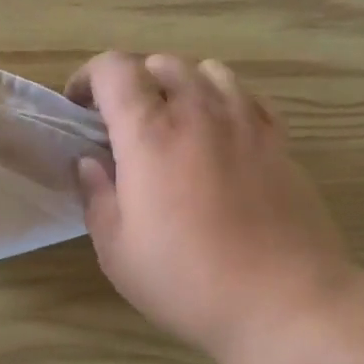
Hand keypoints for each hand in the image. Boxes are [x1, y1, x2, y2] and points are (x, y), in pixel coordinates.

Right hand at [67, 52, 355, 363]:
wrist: (284, 301)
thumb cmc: (188, 282)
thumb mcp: (118, 252)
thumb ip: (98, 197)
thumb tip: (90, 162)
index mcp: (150, 135)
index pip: (115, 69)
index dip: (89, 76)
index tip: (79, 107)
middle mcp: (199, 113)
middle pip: (162, 63)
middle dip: (133, 82)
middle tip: (123, 121)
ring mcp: (246, 123)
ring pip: (209, 72)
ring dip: (181, 85)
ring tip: (174, 122)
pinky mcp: (280, 142)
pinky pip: (247, 96)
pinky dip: (223, 101)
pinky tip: (219, 135)